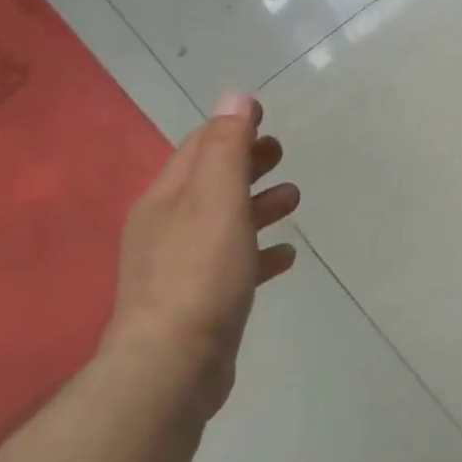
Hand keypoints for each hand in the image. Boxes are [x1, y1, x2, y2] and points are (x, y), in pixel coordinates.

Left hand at [100, 92, 299, 411]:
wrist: (173, 364)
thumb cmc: (200, 272)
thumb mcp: (216, 200)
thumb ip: (227, 149)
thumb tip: (236, 97)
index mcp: (167, 198)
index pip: (199, 148)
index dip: (232, 129)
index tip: (266, 120)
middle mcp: (167, 227)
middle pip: (211, 182)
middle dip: (246, 164)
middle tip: (282, 153)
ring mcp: (181, 266)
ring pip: (225, 222)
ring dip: (257, 204)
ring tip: (294, 198)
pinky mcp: (201, 301)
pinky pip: (235, 263)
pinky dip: (260, 250)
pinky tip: (287, 255)